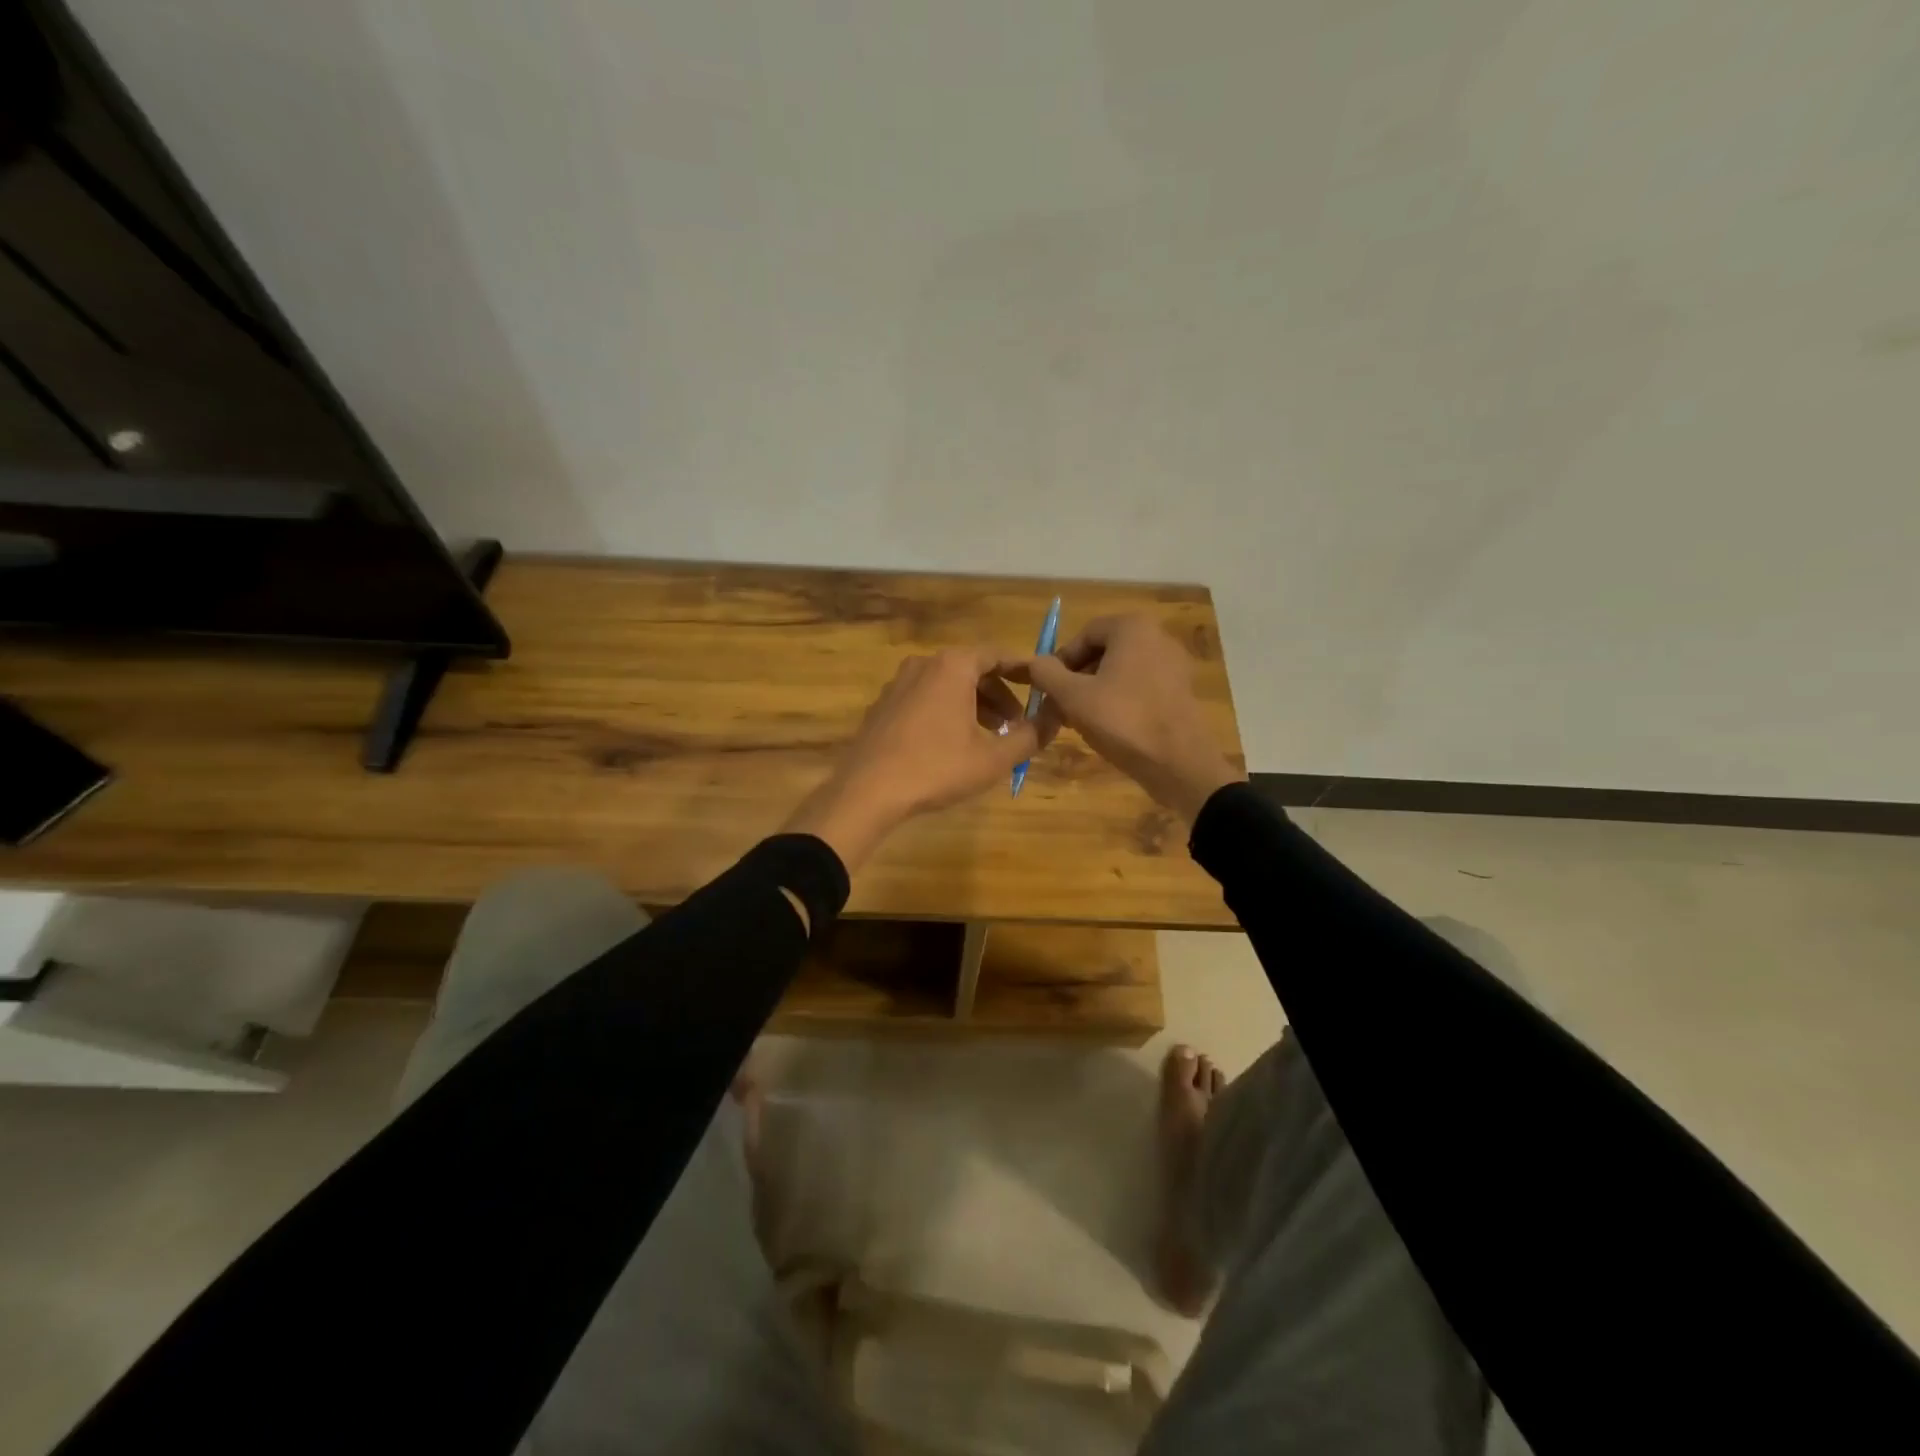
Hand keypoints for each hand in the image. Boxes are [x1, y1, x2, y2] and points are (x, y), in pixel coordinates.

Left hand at [784, 647, 1050, 869]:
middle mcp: (924, 664)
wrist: (867, 791)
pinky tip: (954, 746)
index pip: (998, 655)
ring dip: (975, 706)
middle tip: (1017, 725)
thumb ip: (1031, 735)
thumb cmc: (936, 768)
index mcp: (953, 666)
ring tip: (990, 739)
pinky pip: (926, 699)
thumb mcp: (994, 758)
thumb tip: (1056, 717)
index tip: (1044, 686)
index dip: (1024, 670)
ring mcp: (898, 684)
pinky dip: (948, 713)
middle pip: (973, 670)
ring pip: (948, 686)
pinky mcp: (883, 706)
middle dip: (1000, 696)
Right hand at [1002, 615, 1242, 822]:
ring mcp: (1174, 664)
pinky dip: (1120, 700)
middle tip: (1060, 708)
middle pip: (1104, 652)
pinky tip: (1108, 727)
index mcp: (1132, 628)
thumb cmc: (1122, 720)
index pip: (1084, 634)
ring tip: (1079, 721)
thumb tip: (1033, 662)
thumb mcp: (1072, 697)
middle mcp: (1158, 636)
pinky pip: (1141, 686)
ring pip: (1121, 671)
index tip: (1047, 690)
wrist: (1179, 763)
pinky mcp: (1181, 690)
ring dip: (1095, 691)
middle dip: (1077, 678)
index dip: (1060, 661)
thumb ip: (1047, 673)